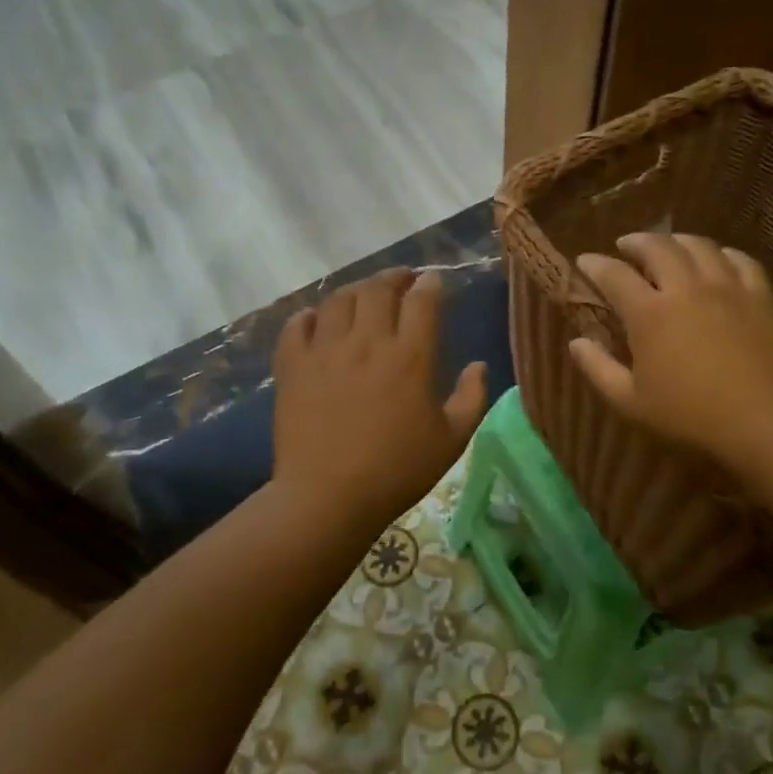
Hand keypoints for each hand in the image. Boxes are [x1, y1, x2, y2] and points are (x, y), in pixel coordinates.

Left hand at [273, 268, 488, 526]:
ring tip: (363, 296)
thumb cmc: (398, 471)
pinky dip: (309, 315)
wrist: (329, 497)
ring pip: (339, 299)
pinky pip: (296, 325)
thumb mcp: (452, 440)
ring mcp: (326, 350)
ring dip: (355, 290)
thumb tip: (479, 365)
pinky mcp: (293, 366)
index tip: (433, 281)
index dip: (430, 284)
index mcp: (411, 357)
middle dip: (394, 276)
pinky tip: (317, 319)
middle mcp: (368, 342)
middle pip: (379, 288)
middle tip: (402, 280)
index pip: (423, 300)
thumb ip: (472, 398)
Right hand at [569, 234, 772, 469]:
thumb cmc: (689, 416)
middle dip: (636, 242)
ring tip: (668, 246)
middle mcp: (685, 288)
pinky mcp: (759, 296)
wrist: (763, 422)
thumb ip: (598, 369)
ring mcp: (726, 288)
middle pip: (657, 247)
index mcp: (650, 313)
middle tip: (626, 246)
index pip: (614, 274)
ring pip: (699, 246)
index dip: (595, 264)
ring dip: (676, 240)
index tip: (585, 261)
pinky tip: (717, 260)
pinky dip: (722, 254)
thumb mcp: (630, 402)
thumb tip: (575, 342)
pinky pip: (740, 260)